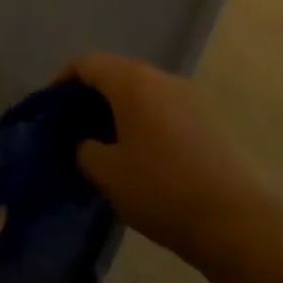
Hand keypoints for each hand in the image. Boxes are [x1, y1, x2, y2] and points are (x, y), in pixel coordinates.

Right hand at [63, 53, 264, 267]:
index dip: (63, 79)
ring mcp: (189, 96)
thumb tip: (87, 142)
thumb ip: (85, 150)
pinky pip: (162, 107)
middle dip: (91, 95)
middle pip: (116, 72)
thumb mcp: (107, 173)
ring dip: (118, 108)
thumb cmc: (160, 189)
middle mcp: (162, 78)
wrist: (232, 219)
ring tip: (102, 142)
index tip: (50, 107)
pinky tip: (136, 152)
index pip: (88, 63)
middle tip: (72, 126)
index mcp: (133, 82)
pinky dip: (142, 119)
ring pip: (141, 90)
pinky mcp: (206, 118)